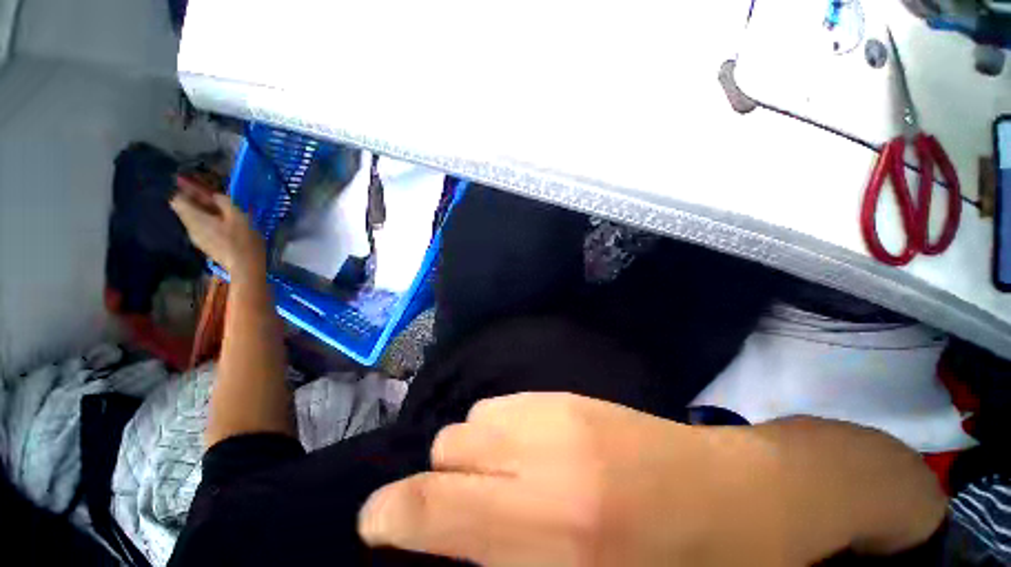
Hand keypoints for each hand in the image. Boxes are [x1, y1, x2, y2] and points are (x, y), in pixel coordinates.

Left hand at [170, 176, 265, 277]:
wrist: (245, 266)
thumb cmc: (242, 239)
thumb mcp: (238, 216)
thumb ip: (224, 202)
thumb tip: (216, 195)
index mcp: (195, 217)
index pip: (178, 199)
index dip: (186, 191)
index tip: (198, 186)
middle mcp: (191, 227)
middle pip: (186, 209)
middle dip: (196, 201)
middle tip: (214, 197)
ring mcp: (198, 238)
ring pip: (194, 219)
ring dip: (205, 212)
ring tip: (222, 211)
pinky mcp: (206, 246)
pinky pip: (202, 229)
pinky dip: (209, 223)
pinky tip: (225, 225)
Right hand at [358, 393, 799, 565]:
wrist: (727, 497)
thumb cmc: (664, 565)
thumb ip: (504, 553)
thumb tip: (453, 533)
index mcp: (551, 531)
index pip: (438, 509)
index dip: (392, 514)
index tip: (373, 521)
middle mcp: (544, 457)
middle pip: (450, 448)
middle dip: (442, 478)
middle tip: (468, 502)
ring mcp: (557, 413)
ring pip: (474, 418)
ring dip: (474, 449)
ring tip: (504, 473)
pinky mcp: (567, 394)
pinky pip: (503, 404)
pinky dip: (499, 428)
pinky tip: (528, 447)